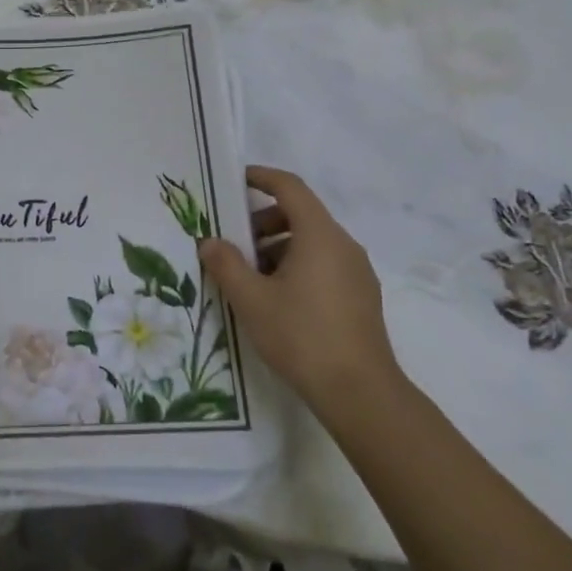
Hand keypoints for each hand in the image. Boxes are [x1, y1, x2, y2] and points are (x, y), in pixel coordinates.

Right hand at [199, 166, 402, 414]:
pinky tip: (277, 299)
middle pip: (301, 214)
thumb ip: (226, 264)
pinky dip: (297, 266)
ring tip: (250, 278)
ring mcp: (357, 272)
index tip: (234, 180)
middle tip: (233, 243)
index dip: (261, 177)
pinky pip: (325, 265)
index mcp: (320, 236)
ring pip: (312, 242)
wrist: (360, 392)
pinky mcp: (362, 297)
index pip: (290, 187)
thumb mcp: (251, 299)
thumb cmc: (301, 335)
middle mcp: (344, 246)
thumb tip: (209, 242)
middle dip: (263, 221)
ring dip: (278, 248)